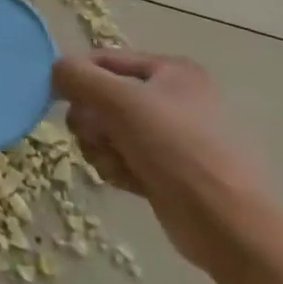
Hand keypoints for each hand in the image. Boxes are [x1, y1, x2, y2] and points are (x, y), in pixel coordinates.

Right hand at [53, 49, 278, 272]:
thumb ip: (78, 76)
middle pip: (101, 97)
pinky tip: (128, 181)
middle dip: (91, 120)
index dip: (77, 77)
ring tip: (117, 163)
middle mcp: (172, 98)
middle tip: (98, 135)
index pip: (103, 59)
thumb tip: (55, 69)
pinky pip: (120, 157)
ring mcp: (170, 136)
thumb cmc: (177, 149)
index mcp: (171, 71)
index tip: (59, 99)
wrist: (227, 224)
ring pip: (105, 130)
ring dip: (100, 147)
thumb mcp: (120, 100)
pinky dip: (116, 167)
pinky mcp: (164, 170)